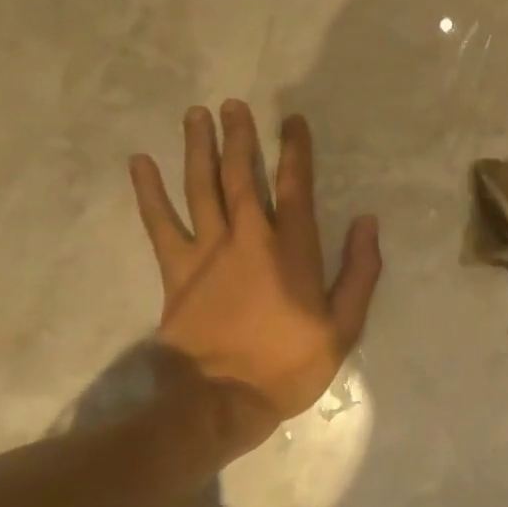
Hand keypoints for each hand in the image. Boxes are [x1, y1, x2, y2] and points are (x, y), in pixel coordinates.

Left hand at [129, 102, 381, 453]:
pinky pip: (160, 224)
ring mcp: (208, 252)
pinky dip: (149, 193)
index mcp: (292, 250)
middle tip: (234, 104)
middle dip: (241, 137)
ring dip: (199, 149)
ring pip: (202, 188)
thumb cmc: (288, 365)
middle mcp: (249, 238)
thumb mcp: (344, 326)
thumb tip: (367, 222)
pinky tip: (140, 164)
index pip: (296, 186)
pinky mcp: (176, 271)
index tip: (292, 120)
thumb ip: (360, 271)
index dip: (295, 150)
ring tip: (196, 115)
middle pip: (243, 176)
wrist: (220, 403)